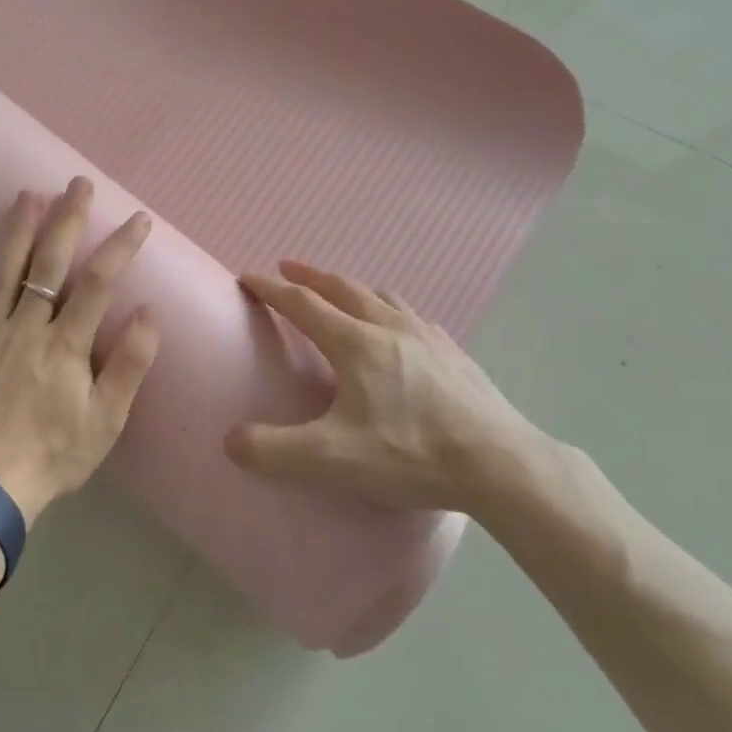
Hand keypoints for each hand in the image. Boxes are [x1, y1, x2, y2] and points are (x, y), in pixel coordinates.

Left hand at [0, 178, 159, 524]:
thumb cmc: (57, 454)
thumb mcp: (107, 419)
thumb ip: (129, 364)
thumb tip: (150, 311)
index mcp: (65, 345)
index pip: (98, 283)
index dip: (120, 247)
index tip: (138, 220)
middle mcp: (25, 330)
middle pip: (48, 265)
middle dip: (66, 220)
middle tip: (77, 184)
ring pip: (2, 275)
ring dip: (16, 232)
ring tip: (27, 196)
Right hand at [223, 260, 555, 515]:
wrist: (501, 464)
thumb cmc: (412, 454)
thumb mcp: (333, 459)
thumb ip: (275, 451)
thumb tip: (230, 442)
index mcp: (355, 344)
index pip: (303, 304)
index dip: (271, 289)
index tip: (248, 277)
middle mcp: (389, 328)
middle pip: (343, 288)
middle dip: (310, 276)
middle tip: (288, 268)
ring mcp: (428, 337)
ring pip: (383, 296)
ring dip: (353, 288)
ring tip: (343, 292)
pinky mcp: (455, 354)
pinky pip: (414, 317)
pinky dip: (392, 310)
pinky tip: (401, 327)